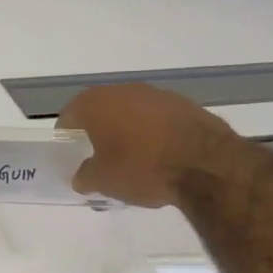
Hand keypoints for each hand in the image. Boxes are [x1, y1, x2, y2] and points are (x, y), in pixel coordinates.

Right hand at [56, 83, 243, 207]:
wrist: (205, 163)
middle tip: (99, 155)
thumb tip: (81, 177)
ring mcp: (157, 95)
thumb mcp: (104, 181)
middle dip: (98, 130)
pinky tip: (160, 155)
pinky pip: (158, 118)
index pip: (70, 115)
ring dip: (128, 130)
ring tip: (132, 157)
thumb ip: (86, 176)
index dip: (67, 134)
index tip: (70, 152)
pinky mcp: (185, 104)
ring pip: (132, 112)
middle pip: (102, 109)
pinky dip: (154, 132)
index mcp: (96, 103)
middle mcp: (124, 91)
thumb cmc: (142, 167)